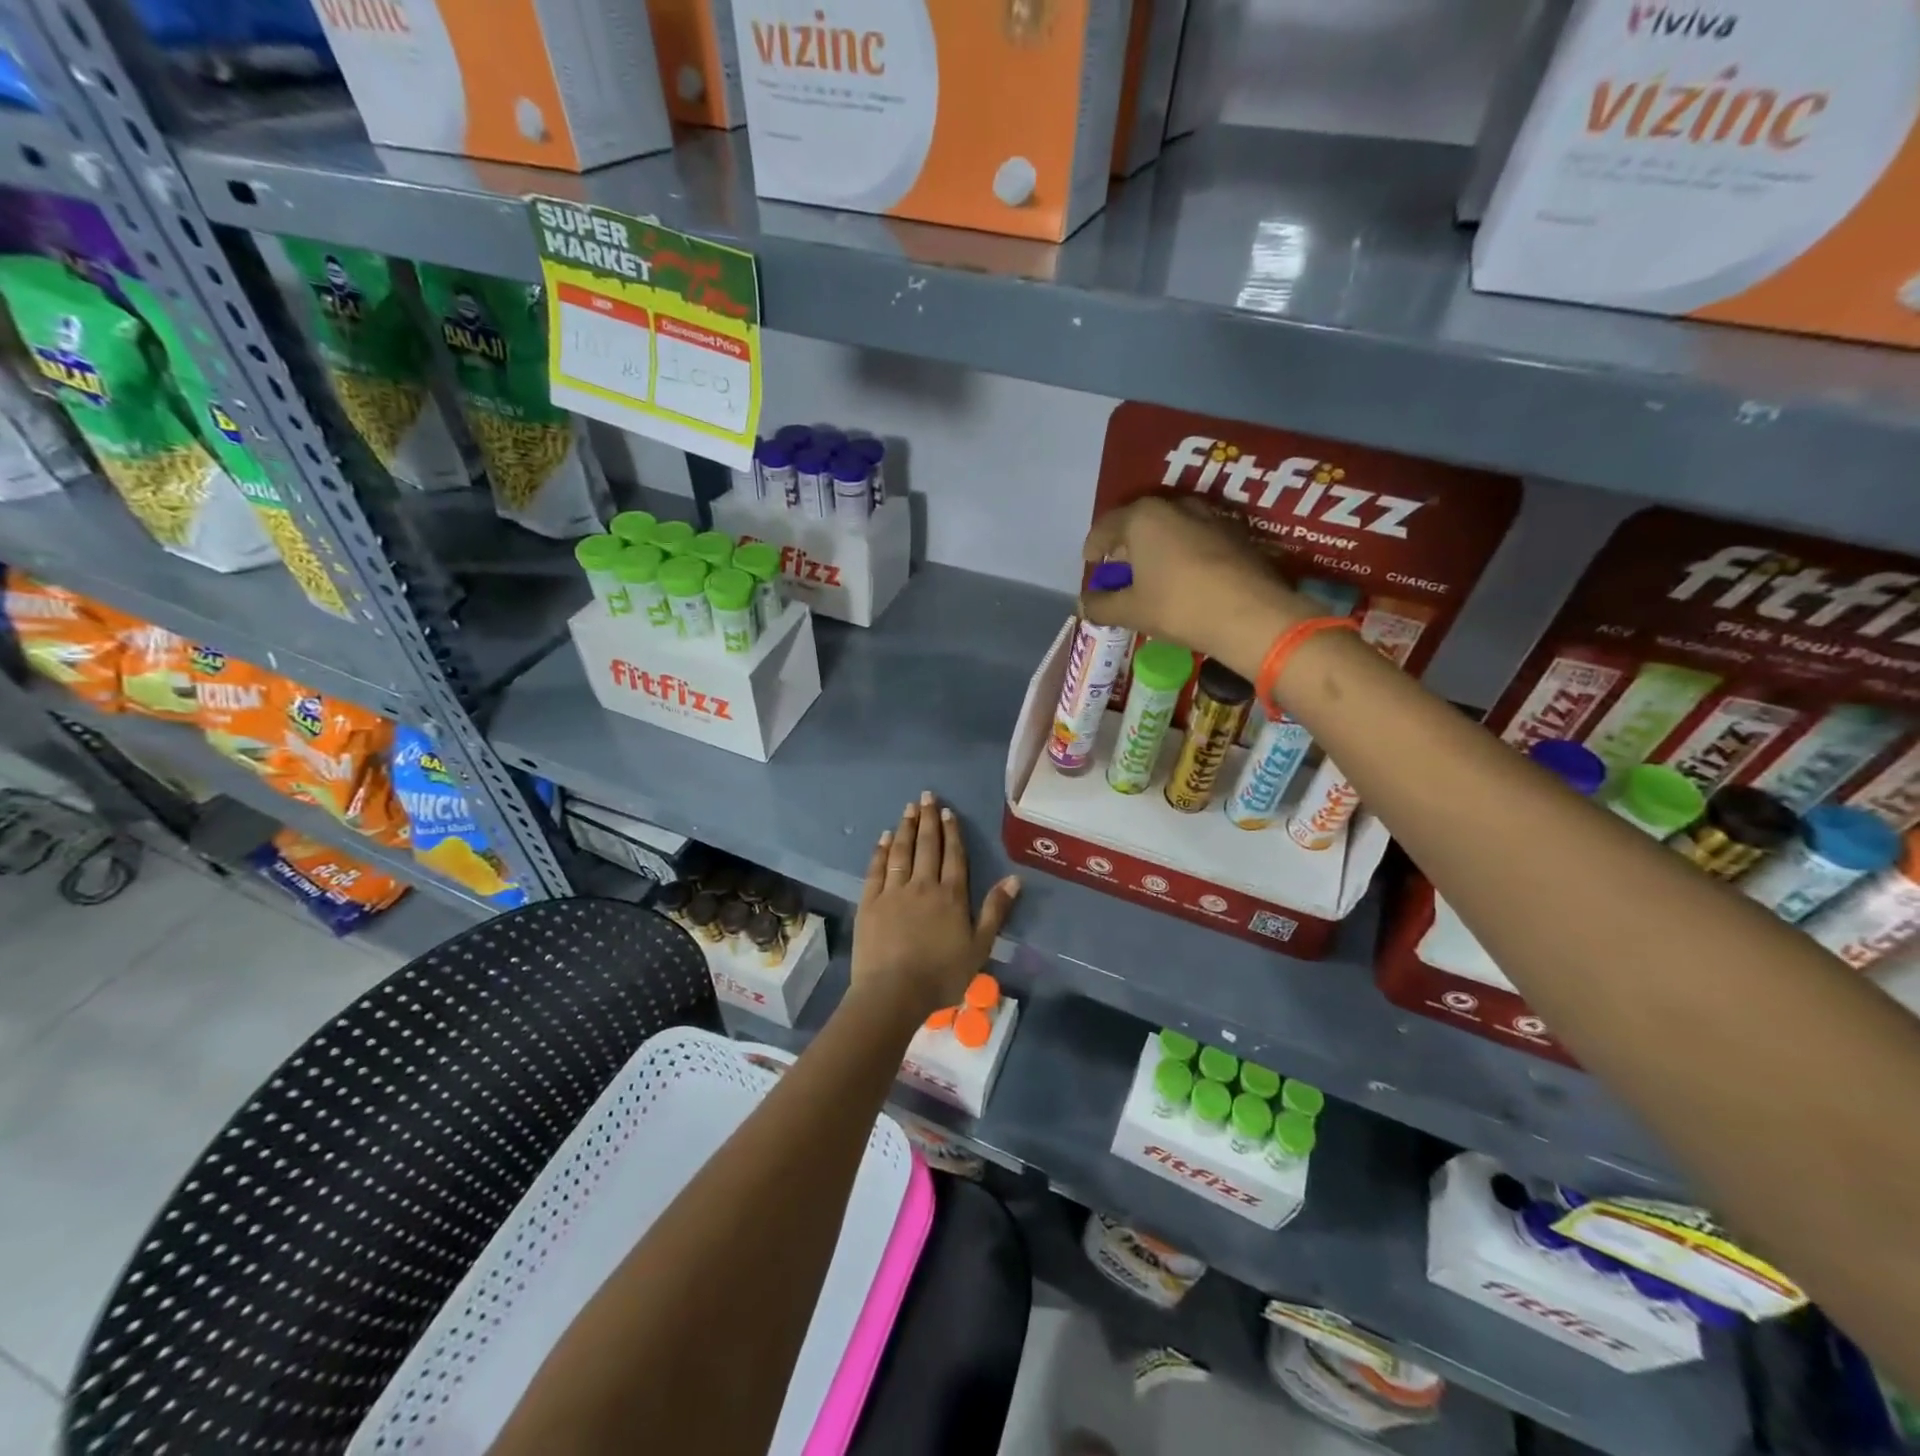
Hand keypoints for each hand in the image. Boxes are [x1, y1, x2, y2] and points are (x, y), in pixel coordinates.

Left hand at [852, 791, 1019, 1022]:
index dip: (951, 832)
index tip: (947, 811)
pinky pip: (877, 869)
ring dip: (905, 828)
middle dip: (928, 819)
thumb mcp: (979, 947)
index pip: (953, 856)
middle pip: (927, 846)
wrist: (893, 993)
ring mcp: (893, 891)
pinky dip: (880, 851)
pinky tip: (883, 838)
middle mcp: (923, 885)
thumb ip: (994, 911)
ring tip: (908, 808)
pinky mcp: (870, 902)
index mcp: (951, 896)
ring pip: (901, 851)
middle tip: (926, 796)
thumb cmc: (941, 975)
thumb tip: (1013, 878)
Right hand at [1080, 496, 1312, 679]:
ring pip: (1172, 527)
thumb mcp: (1131, 612)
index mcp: (1143, 518)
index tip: (1090, 563)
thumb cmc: (1179, 606)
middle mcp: (1176, 506)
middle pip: (1140, 522)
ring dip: (1157, 547)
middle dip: (1126, 545)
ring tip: (1153, 573)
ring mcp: (1211, 516)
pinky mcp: (1236, 533)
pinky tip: (1185, 576)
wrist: (1252, 615)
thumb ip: (1101, 606)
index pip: (1106, 526)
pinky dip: (1183, 552)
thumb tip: (1083, 604)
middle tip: (1120, 570)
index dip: (1094, 546)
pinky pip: (1197, 537)